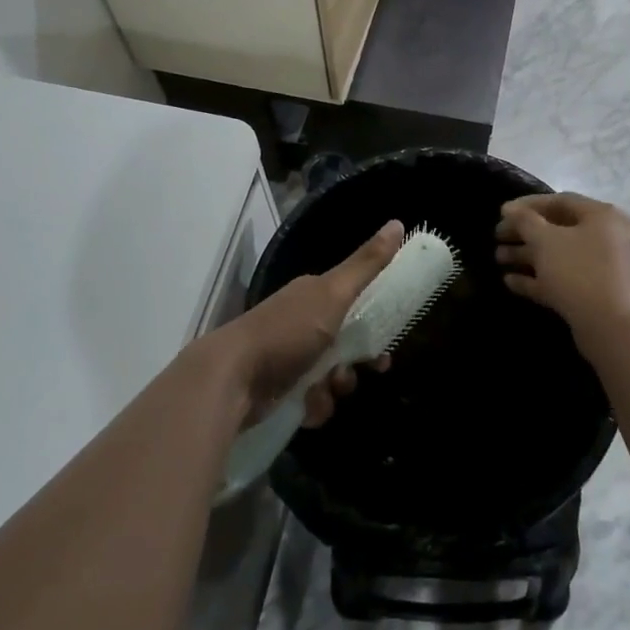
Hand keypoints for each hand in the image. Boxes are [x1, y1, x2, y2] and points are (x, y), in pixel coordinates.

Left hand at [210, 220, 401, 427]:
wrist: (232, 379)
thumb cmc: (287, 331)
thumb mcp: (333, 293)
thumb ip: (366, 264)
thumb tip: (398, 223)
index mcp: (313, 294)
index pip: (354, 301)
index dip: (375, 318)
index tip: (390, 339)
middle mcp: (301, 322)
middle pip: (346, 342)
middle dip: (358, 360)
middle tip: (372, 369)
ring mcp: (288, 357)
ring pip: (331, 376)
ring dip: (335, 387)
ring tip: (324, 389)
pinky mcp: (278, 391)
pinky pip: (313, 401)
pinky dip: (314, 406)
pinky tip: (306, 406)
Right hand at [496, 194, 629, 351]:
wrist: (610, 328)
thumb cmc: (577, 272)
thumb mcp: (544, 240)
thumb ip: (524, 220)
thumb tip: (509, 209)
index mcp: (602, 216)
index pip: (561, 201)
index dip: (528, 205)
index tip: (502, 212)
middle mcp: (606, 237)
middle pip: (558, 229)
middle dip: (524, 232)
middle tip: (497, 236)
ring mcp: (602, 268)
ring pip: (559, 255)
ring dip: (527, 256)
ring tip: (498, 258)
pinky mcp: (594, 294)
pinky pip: (563, 279)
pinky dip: (538, 278)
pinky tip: (510, 281)